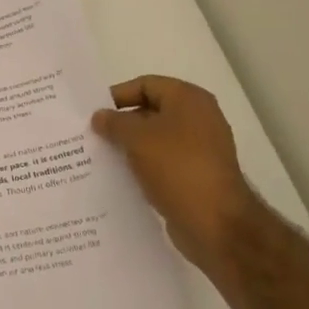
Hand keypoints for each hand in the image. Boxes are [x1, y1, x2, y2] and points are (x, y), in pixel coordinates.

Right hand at [92, 76, 261, 272]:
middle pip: (150, 111)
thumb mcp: (137, 138)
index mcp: (188, 99)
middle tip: (92, 135)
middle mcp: (198, 118)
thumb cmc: (177, 168)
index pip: (145, 85)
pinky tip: (120, 177)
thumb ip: (114, 123)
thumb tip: (100, 116)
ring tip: (100, 156)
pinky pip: (163, 163)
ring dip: (130, 146)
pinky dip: (143, 166)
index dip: (117, 96)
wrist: (216, 224)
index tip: (93, 113)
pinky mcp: (196, 175)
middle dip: (121, 123)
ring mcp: (200, 149)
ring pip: (155, 139)